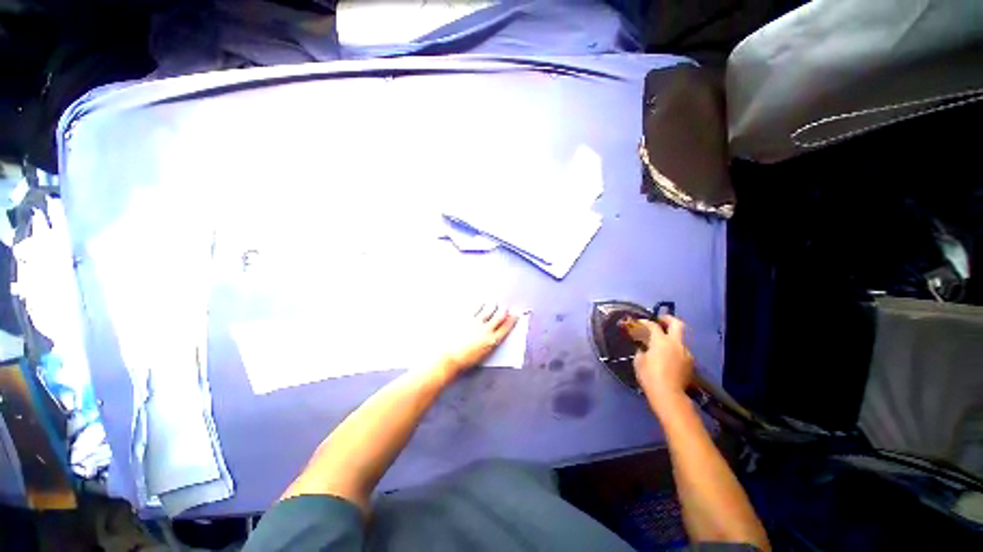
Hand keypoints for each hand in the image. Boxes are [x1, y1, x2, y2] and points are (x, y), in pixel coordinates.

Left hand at [439, 303, 518, 375]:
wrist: (448, 358)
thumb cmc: (465, 360)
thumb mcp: (484, 354)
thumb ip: (491, 342)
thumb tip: (495, 334)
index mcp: (492, 341)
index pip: (507, 327)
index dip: (513, 319)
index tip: (516, 314)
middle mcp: (486, 330)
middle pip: (500, 316)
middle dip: (504, 310)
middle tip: (505, 307)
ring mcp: (476, 322)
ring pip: (488, 310)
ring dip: (493, 306)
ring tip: (493, 303)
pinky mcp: (466, 318)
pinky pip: (475, 308)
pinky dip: (480, 304)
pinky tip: (481, 302)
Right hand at [632, 315, 693, 399]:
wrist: (669, 395)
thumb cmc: (649, 376)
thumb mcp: (639, 361)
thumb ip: (642, 350)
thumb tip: (644, 347)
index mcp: (661, 341)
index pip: (653, 325)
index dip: (645, 322)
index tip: (639, 322)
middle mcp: (676, 343)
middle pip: (677, 324)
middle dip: (668, 319)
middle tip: (661, 320)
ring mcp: (686, 353)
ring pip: (680, 340)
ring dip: (672, 338)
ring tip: (662, 344)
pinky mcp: (690, 363)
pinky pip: (682, 352)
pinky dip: (675, 350)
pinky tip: (668, 358)